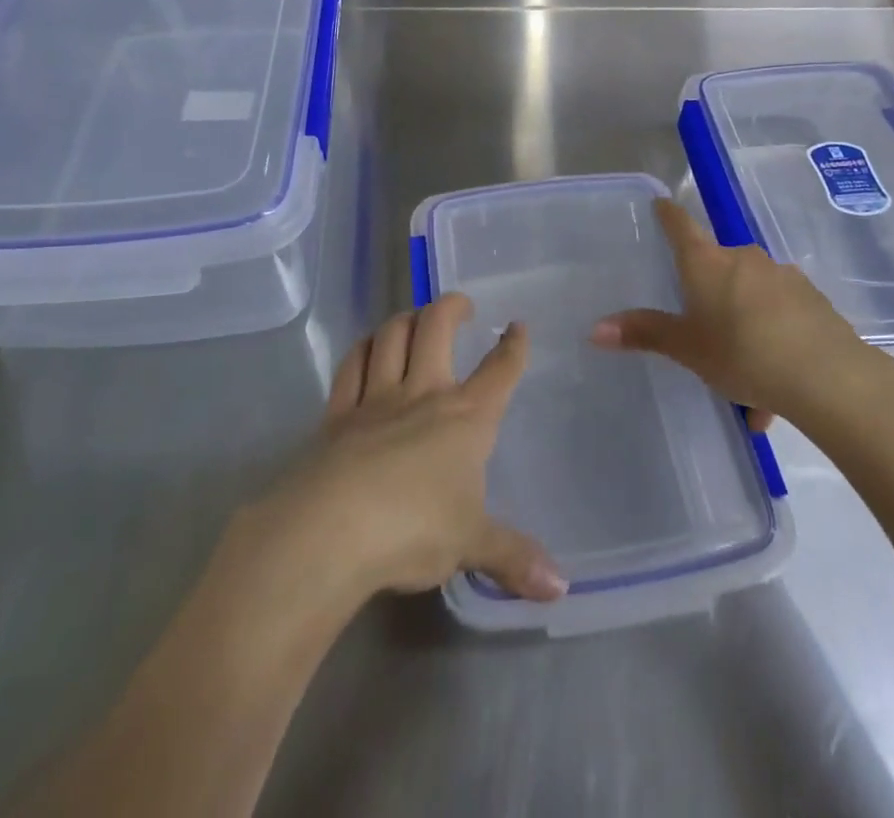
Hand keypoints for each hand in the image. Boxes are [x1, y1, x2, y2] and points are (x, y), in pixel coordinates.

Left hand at [250, 293, 565, 605]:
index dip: (513, 346)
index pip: (499, 371)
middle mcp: (423, 395)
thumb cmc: (415, 530)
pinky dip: (363, 349)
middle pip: (437, 328)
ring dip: (404, 319)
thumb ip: (513, 557)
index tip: (517, 328)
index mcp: (465, 418)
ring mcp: (376, 400)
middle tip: (460, 305)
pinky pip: (350, 367)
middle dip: (451, 307)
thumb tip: (561, 587)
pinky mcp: (336, 415)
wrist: (332, 530)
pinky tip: (367, 350)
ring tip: (414, 319)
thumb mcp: (471, 545)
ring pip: (391, 337)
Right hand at [591, 199, 884, 429]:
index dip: (667, 214)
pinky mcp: (812, 299)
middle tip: (705, 342)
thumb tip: (595, 329)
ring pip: (751, 298)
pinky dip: (772, 343)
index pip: (680, 226)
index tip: (660, 203)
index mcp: (707, 263)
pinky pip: (780, 317)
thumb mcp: (687, 348)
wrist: (827, 376)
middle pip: (718, 267)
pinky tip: (774, 390)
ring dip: (743, 329)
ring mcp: (782, 276)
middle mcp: (744, 258)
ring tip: (746, 387)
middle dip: (710, 299)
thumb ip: (645, 334)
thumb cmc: (742, 353)